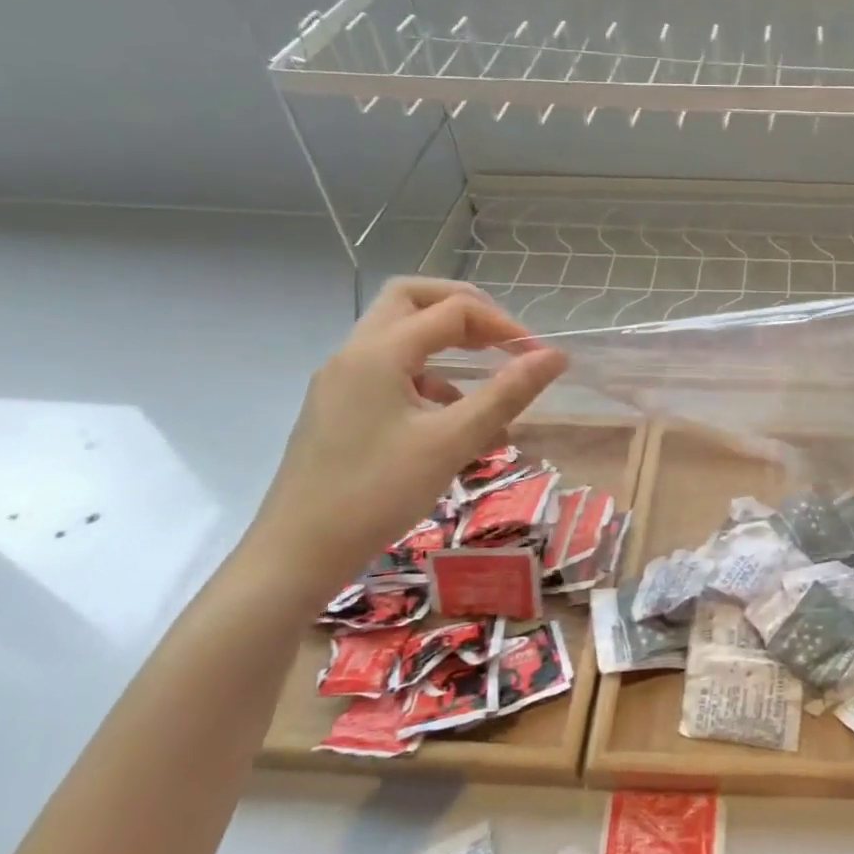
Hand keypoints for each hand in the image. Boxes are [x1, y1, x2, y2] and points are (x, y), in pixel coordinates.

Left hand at [246, 279, 567, 599]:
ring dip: (446, 343)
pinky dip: (427, 376)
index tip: (539, 358)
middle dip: (464, 310)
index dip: (503, 326)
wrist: (296, 554)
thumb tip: (557, 356)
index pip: (453, 310)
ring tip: (487, 380)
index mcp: (380, 351)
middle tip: (502, 338)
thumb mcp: (453, 441)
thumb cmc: (377, 492)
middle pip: (412, 299)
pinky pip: (389, 371)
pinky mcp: (338, 408)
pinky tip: (451, 418)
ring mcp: (341, 380)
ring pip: (399, 335)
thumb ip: (508, 393)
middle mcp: (355, 353)